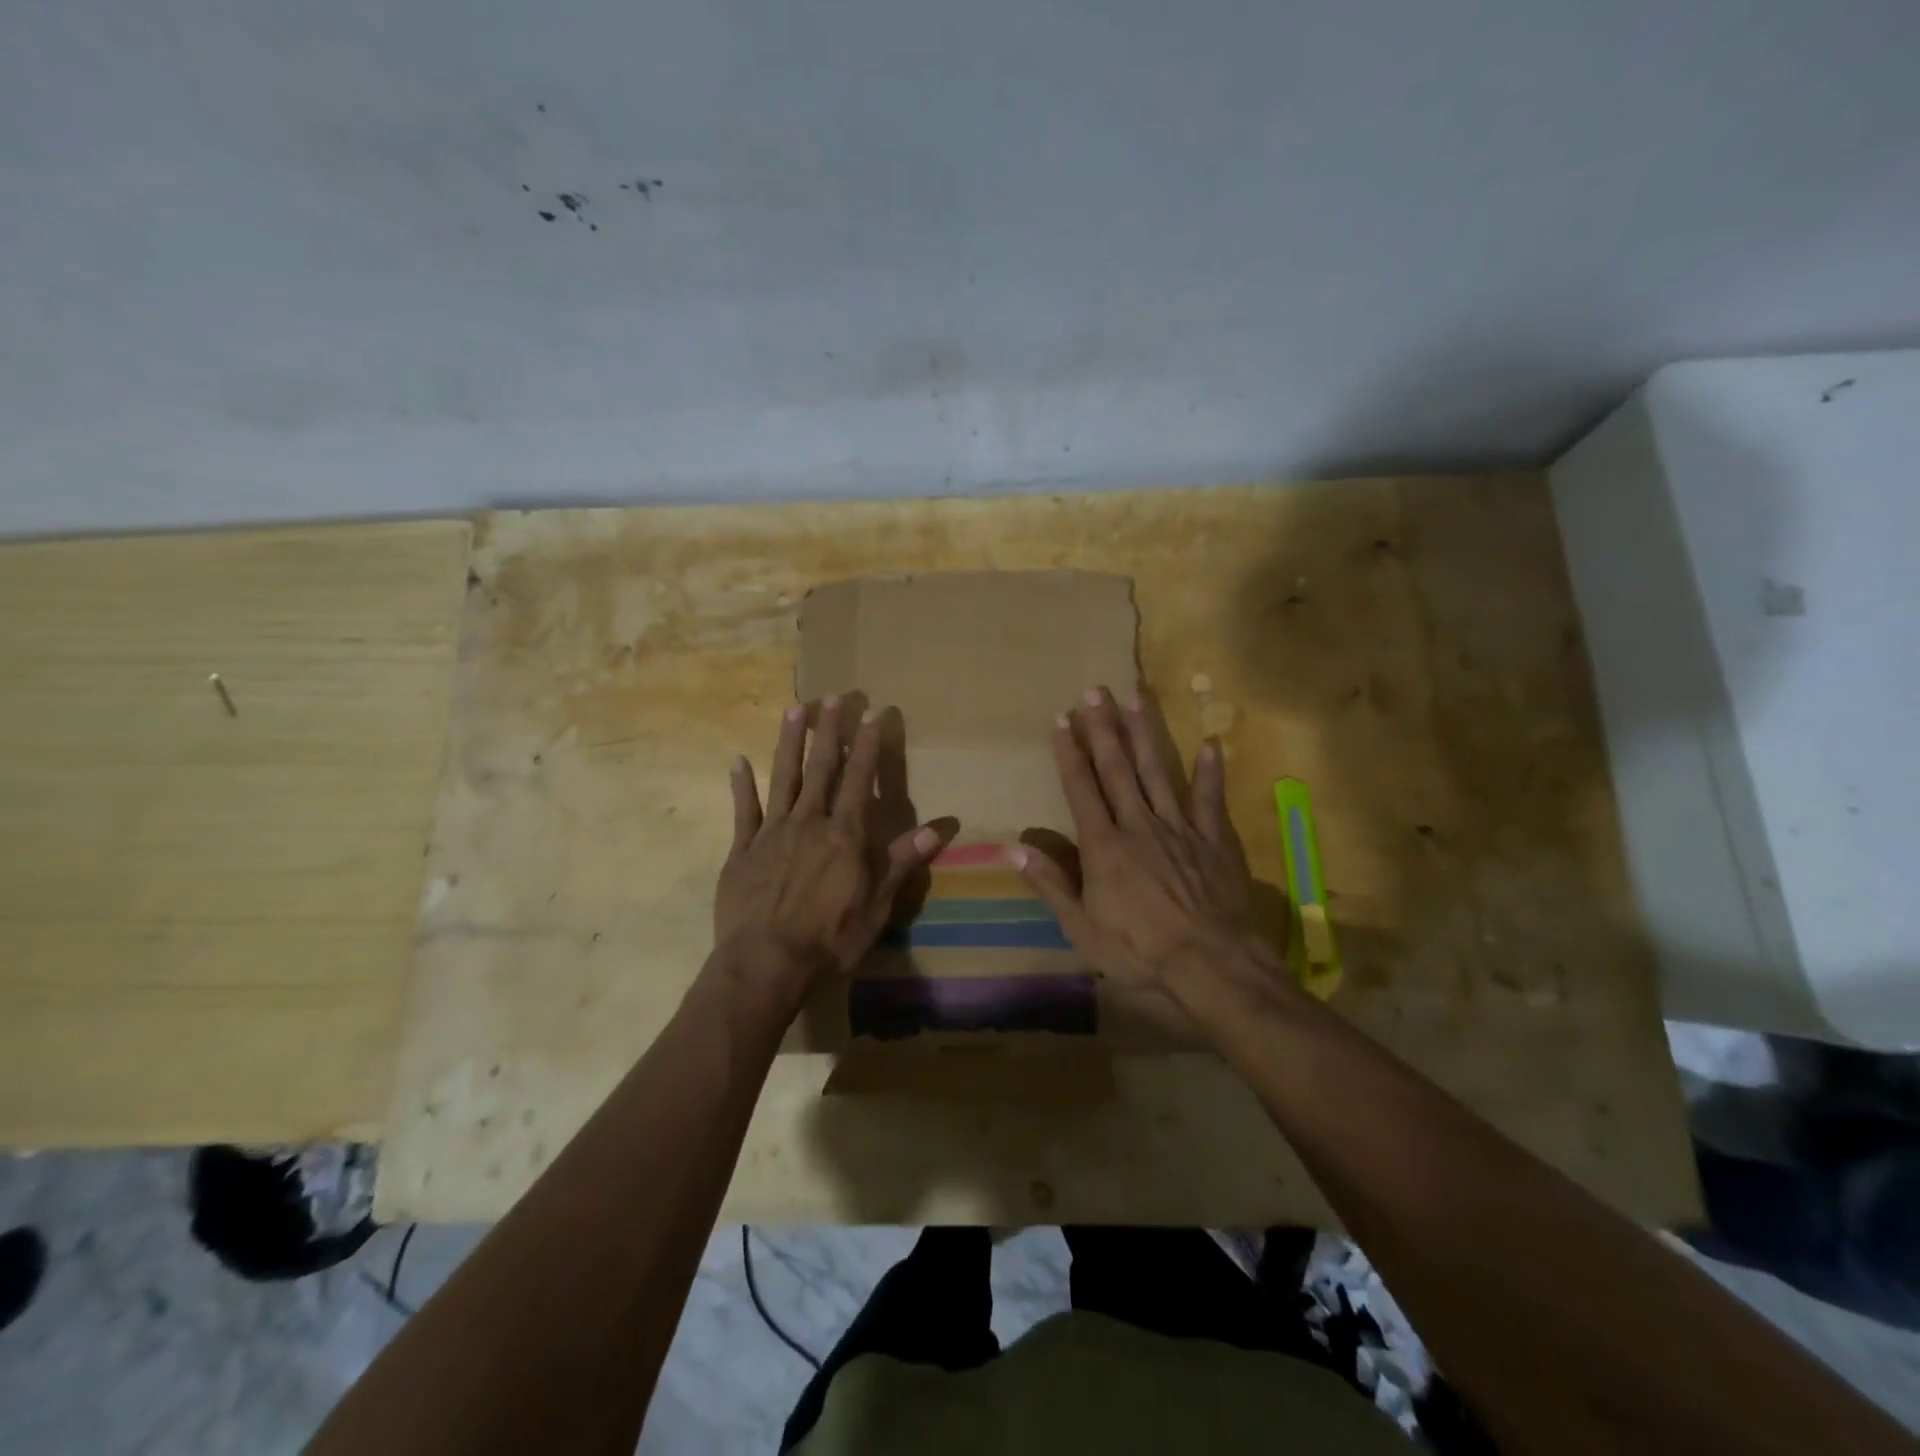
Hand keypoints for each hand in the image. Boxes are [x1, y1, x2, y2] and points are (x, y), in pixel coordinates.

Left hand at [716, 697, 948, 989]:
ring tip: (794, 708)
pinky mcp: (742, 850)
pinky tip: (737, 761)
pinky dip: (740, 786)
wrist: (766, 963)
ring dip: (788, 742)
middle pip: (820, 767)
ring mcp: (772, 832)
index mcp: (844, 834)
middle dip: (828, 730)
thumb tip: (938, 828)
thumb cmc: (830, 938)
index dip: (866, 745)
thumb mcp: (877, 905)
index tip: (871, 713)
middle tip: (833, 696)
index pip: (859, 779)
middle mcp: (808, 822)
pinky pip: (742, 811)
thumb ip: (901, 862)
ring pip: (782, 778)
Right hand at [1011, 686, 1271, 988]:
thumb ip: (1050, 883)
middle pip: (1118, 768)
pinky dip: (1210, 771)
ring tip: (1136, 698)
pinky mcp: (1213, 840)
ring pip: (1159, 772)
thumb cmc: (1138, 949)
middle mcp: (1139, 825)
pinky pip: (1210, 799)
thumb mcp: (1081, 927)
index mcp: (1104, 845)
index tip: (1060, 719)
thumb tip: (1013, 849)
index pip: (1081, 788)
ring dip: (1145, 734)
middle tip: (1095, 691)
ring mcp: (1179, 828)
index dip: (1068, 753)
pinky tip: (1210, 743)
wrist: (1210, 963)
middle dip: (1103, 728)